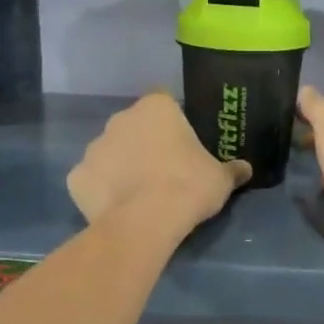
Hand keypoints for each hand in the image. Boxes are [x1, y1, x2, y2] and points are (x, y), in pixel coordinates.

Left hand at [68, 93, 248, 230]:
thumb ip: (232, 170)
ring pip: (110, 151)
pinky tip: (116, 208)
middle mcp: (121, 119)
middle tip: (164, 169)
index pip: (165, 102)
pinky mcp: (76, 177)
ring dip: (122, 165)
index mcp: (156, 108)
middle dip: (145, 142)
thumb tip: (246, 169)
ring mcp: (93, 147)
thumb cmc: (188, 186)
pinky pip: (91, 179)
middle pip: (134, 125)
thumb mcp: (221, 179)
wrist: (145, 221)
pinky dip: (101, 190)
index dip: (173, 121)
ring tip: (139, 193)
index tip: (182, 142)